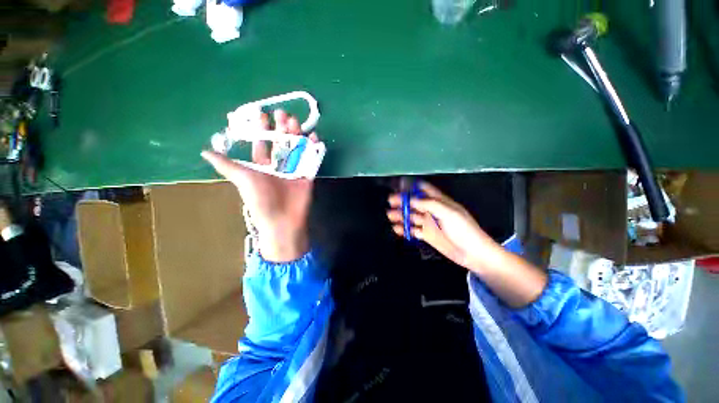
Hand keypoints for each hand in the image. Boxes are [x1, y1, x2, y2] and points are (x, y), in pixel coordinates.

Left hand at [202, 110, 318, 262]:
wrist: (282, 219)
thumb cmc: (261, 199)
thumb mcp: (242, 179)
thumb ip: (227, 165)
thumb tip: (204, 151)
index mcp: (262, 166)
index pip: (262, 144)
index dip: (261, 130)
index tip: (263, 115)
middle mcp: (278, 166)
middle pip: (281, 143)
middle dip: (281, 128)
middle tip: (283, 114)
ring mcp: (294, 170)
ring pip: (296, 148)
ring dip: (297, 135)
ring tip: (296, 122)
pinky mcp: (307, 175)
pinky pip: (311, 159)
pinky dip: (313, 148)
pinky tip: (314, 137)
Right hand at [387, 182, 499, 272]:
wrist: (472, 253)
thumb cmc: (463, 230)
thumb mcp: (448, 213)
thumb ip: (430, 205)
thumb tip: (411, 199)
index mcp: (439, 202)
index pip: (424, 190)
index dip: (412, 187)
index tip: (399, 185)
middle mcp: (432, 210)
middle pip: (414, 203)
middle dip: (402, 201)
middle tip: (390, 201)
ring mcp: (429, 223)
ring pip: (411, 216)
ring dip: (401, 215)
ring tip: (390, 215)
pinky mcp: (427, 235)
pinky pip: (412, 230)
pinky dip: (404, 229)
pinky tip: (397, 229)